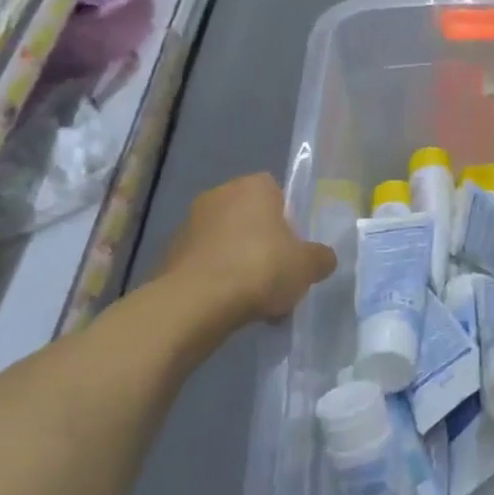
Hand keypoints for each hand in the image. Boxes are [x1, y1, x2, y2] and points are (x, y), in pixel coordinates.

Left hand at [155, 173, 336, 331]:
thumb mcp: (308, 266)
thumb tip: (323, 259)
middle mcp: (219, 195)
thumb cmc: (260, 268)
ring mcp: (190, 224)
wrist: (196, 302)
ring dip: (240, 265)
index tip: (294, 250)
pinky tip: (230, 309)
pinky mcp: (170, 254)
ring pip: (228, 244)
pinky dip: (218, 281)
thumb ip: (320, 258)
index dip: (289, 222)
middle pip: (251, 219)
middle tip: (278, 276)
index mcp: (254, 186)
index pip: (278, 194)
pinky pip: (206, 265)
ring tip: (256, 302)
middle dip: (264, 245)